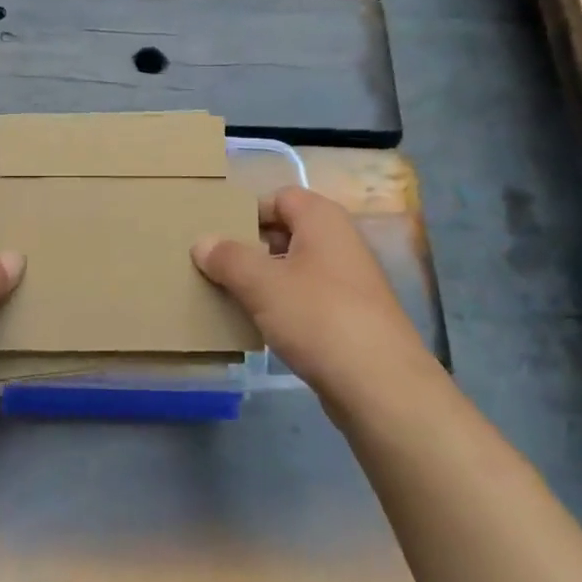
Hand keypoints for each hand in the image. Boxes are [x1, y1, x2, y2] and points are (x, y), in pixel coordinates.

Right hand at [192, 187, 429, 405]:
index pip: (280, 197)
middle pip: (287, 232)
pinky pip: (306, 299)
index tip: (216, 235)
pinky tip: (259, 326)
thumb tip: (202, 242)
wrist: (380, 384)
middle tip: (214, 266)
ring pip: (295, 269)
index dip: (248, 212)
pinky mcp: (349, 317)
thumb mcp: (262, 284)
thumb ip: (228, 258)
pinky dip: (282, 307)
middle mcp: (339, 242)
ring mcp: (348, 282)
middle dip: (250, 247)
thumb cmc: (318, 317)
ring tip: (228, 296)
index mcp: (323, 220)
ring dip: (263, 280)